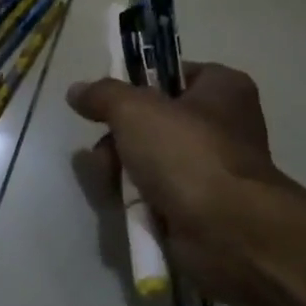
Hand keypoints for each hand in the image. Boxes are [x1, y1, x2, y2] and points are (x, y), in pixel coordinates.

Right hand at [67, 63, 281, 303]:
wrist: (227, 232)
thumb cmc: (188, 153)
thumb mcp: (135, 110)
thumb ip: (103, 95)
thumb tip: (77, 91)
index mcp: (223, 89)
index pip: (172, 74)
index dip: (138, 84)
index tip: (109, 102)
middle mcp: (224, 125)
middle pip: (155, 121)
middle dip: (120, 137)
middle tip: (104, 152)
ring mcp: (213, 169)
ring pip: (151, 160)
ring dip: (122, 170)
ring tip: (108, 181)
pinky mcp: (201, 207)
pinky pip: (158, 194)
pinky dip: (138, 200)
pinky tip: (122, 205)